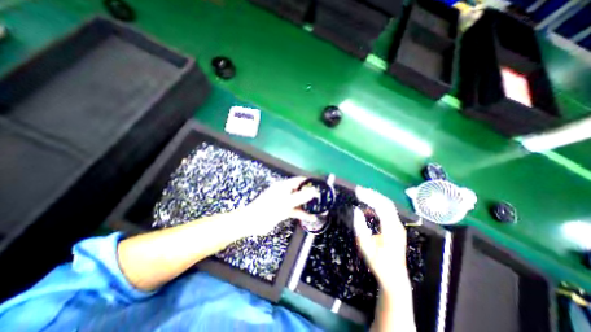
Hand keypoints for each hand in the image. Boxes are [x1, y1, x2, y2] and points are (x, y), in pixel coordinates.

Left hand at [237, 176, 318, 235]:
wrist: (253, 221)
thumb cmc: (269, 208)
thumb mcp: (286, 202)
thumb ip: (301, 197)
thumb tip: (314, 191)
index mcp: (284, 186)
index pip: (299, 180)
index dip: (309, 182)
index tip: (320, 186)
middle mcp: (285, 192)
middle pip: (300, 190)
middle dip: (310, 194)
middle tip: (321, 198)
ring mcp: (284, 201)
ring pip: (298, 201)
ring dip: (307, 204)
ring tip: (318, 207)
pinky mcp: (283, 210)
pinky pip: (295, 210)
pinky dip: (302, 213)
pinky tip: (311, 218)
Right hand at [353, 186, 408, 286]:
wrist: (394, 278)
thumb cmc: (379, 264)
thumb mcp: (366, 248)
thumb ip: (360, 228)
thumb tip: (356, 211)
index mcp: (391, 229)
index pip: (381, 207)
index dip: (369, 197)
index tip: (358, 192)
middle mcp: (397, 225)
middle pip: (386, 203)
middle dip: (372, 194)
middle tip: (359, 190)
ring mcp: (398, 226)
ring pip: (388, 206)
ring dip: (375, 198)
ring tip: (362, 194)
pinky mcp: (395, 227)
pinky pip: (387, 211)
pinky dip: (377, 205)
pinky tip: (368, 206)